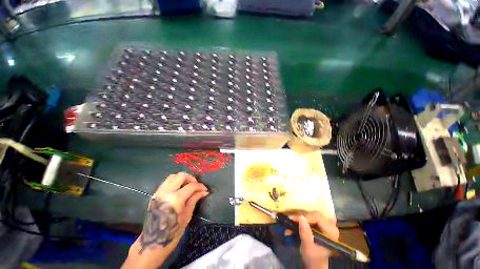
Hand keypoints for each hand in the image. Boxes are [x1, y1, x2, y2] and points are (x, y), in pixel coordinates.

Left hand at [123, 172, 207, 268]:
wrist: (152, 242)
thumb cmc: (172, 233)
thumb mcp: (187, 216)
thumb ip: (194, 199)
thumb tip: (204, 191)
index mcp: (175, 200)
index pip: (191, 186)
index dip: (200, 186)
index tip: (205, 189)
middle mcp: (166, 193)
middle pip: (181, 175)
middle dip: (191, 178)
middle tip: (196, 186)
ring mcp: (159, 193)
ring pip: (173, 176)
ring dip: (182, 178)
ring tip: (188, 186)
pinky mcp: (155, 195)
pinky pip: (166, 182)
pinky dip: (175, 181)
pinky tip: (179, 189)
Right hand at [289, 212, 338, 268]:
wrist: (314, 263)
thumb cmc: (313, 257)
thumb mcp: (308, 247)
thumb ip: (305, 233)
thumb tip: (300, 217)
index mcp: (332, 231)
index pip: (318, 217)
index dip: (306, 217)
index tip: (293, 219)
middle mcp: (330, 224)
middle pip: (314, 214)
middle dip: (301, 217)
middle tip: (290, 220)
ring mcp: (325, 223)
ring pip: (310, 214)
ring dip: (299, 218)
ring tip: (289, 222)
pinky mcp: (319, 223)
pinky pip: (309, 216)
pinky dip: (301, 219)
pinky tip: (293, 222)